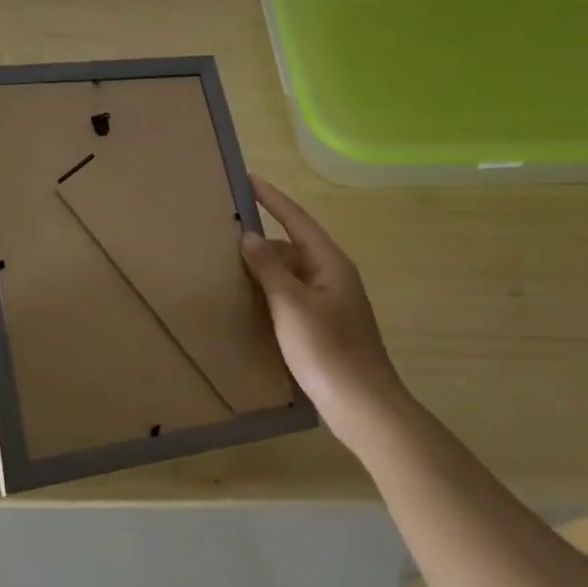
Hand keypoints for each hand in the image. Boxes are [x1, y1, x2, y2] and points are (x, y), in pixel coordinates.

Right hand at [240, 176, 403, 420]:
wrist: (362, 407)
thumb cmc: (327, 350)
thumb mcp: (291, 304)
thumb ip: (268, 267)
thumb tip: (249, 236)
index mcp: (330, 264)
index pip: (297, 220)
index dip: (272, 198)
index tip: (248, 179)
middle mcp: (333, 277)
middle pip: (292, 247)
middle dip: (261, 240)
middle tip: (225, 234)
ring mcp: (330, 304)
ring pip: (290, 274)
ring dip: (264, 269)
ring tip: (228, 267)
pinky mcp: (323, 328)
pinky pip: (291, 297)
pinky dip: (270, 293)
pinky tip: (248, 302)